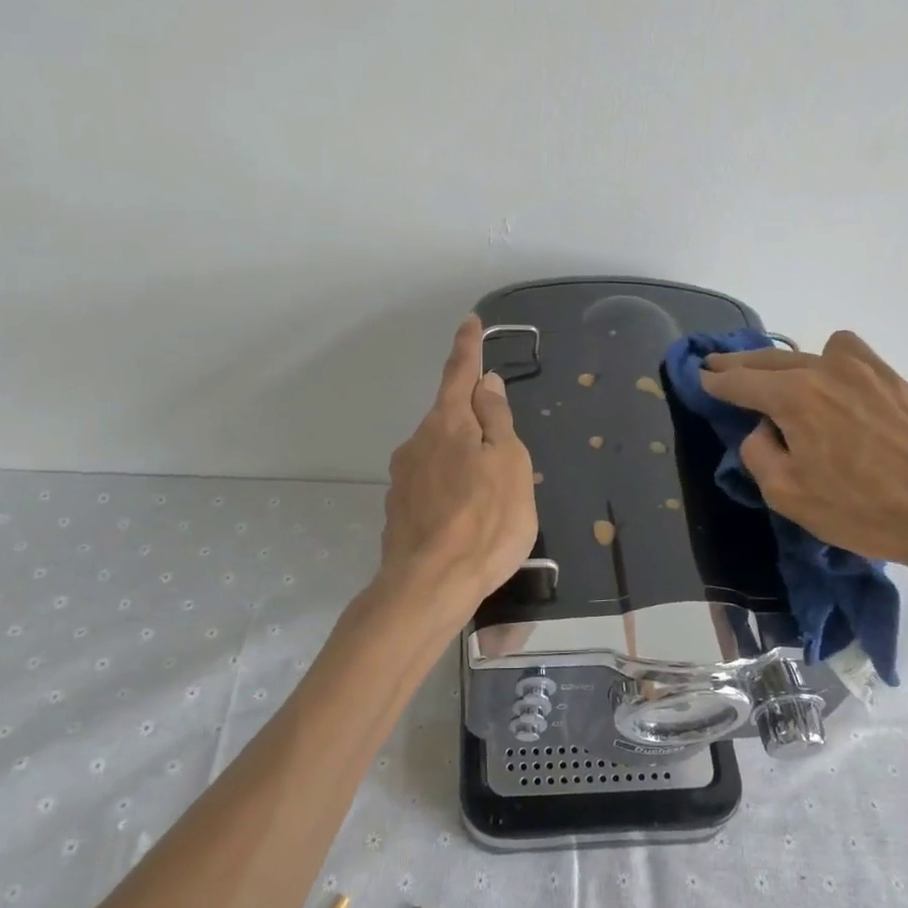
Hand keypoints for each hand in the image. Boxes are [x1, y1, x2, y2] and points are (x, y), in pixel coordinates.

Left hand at [375, 315, 537, 624]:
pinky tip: (465, 519)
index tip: (470, 322)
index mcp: (447, 424)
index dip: (468, 347)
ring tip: (489, 498)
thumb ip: (497, 420)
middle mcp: (417, 442)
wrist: (429, 586)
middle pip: (450, 417)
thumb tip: (486, 383)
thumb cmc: (485, 521)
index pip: (460, 373)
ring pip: (440, 454)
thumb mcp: (509, 464)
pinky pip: (432, 486)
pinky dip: (451, 490)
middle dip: (474, 421)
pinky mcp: (398, 510)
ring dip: (463, 461)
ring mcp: (403, 478)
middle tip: (504, 452)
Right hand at [698, 331, 907, 586]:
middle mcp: (832, 370)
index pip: (742, 380)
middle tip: (722, 365)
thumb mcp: (790, 495)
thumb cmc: (864, 510)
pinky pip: (866, 371)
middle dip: (743, 363)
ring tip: (800, 384)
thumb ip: (759, 455)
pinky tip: (857, 411)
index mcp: (796, 396)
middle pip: (775, 358)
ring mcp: (876, 373)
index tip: (700, 375)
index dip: (716, 379)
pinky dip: (849, 381)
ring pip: (827, 350)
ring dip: (803, 361)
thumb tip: (761, 430)